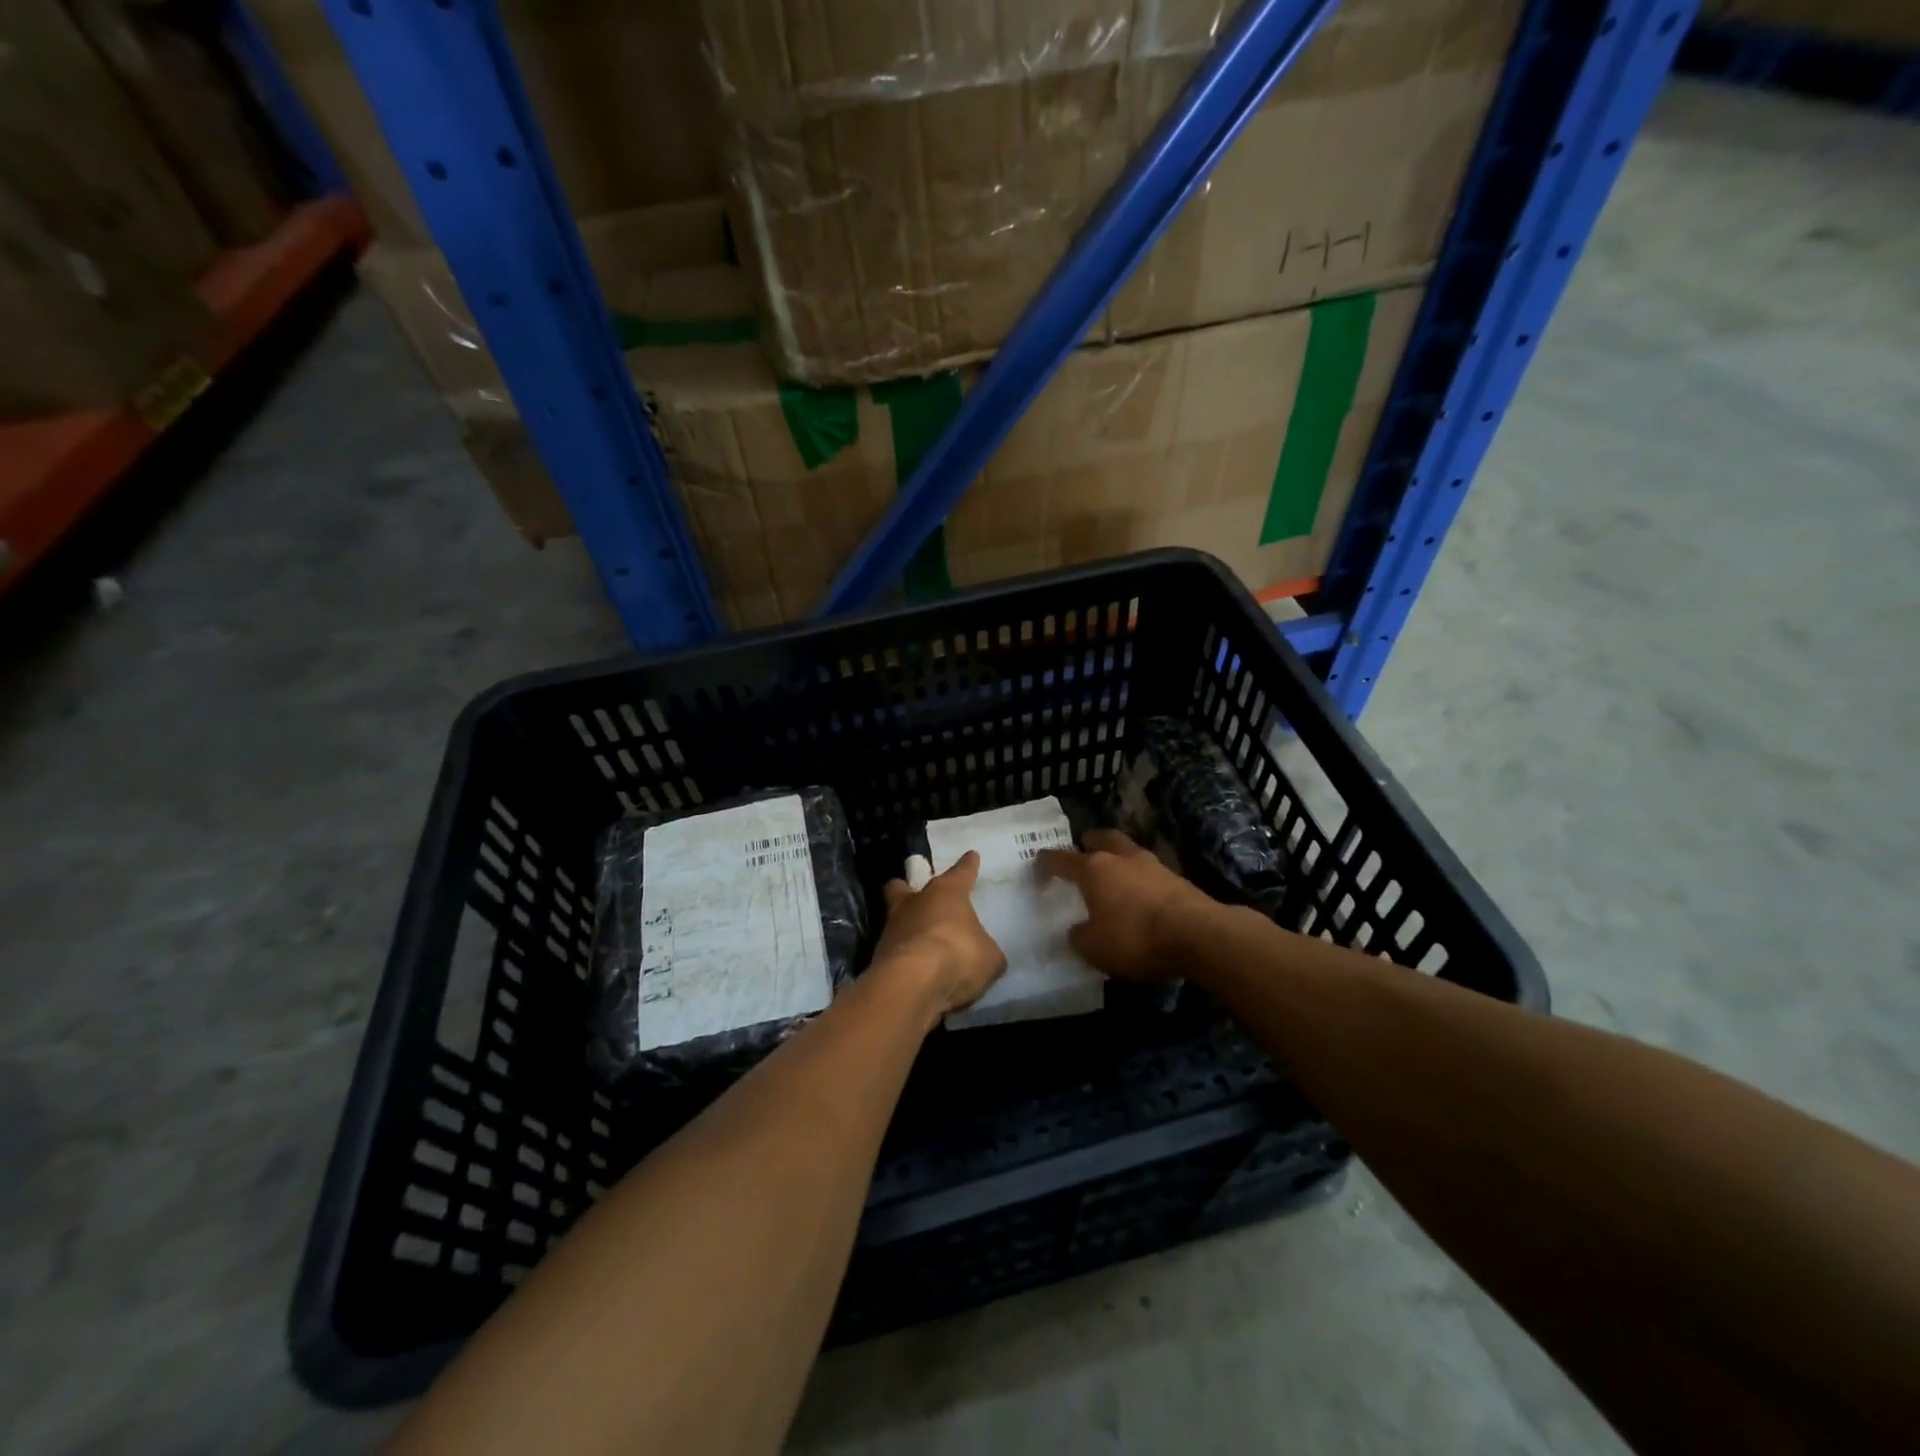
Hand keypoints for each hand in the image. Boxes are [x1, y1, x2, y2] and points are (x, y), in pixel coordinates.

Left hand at [872, 852, 1006, 1017]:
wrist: (913, 984)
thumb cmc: (958, 956)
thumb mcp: (989, 957)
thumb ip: (985, 950)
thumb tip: (983, 953)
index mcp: (947, 892)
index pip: (961, 873)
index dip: (968, 866)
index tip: (971, 856)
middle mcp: (915, 903)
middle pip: (903, 888)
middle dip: (907, 889)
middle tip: (916, 895)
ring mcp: (892, 928)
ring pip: (896, 919)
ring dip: (907, 928)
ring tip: (922, 944)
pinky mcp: (879, 956)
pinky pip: (895, 951)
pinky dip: (904, 958)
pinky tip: (916, 971)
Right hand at [1036, 830, 1215, 981]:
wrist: (1198, 935)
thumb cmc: (1135, 937)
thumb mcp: (1095, 948)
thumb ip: (1079, 937)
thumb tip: (1077, 930)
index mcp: (1093, 869)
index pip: (1061, 859)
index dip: (1046, 862)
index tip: (1037, 864)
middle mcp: (1121, 858)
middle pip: (1101, 838)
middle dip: (1089, 843)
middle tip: (1082, 852)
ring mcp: (1152, 864)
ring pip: (1128, 851)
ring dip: (1118, 858)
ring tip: (1113, 874)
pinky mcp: (1176, 878)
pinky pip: (1148, 871)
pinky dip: (1139, 878)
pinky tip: (1139, 894)